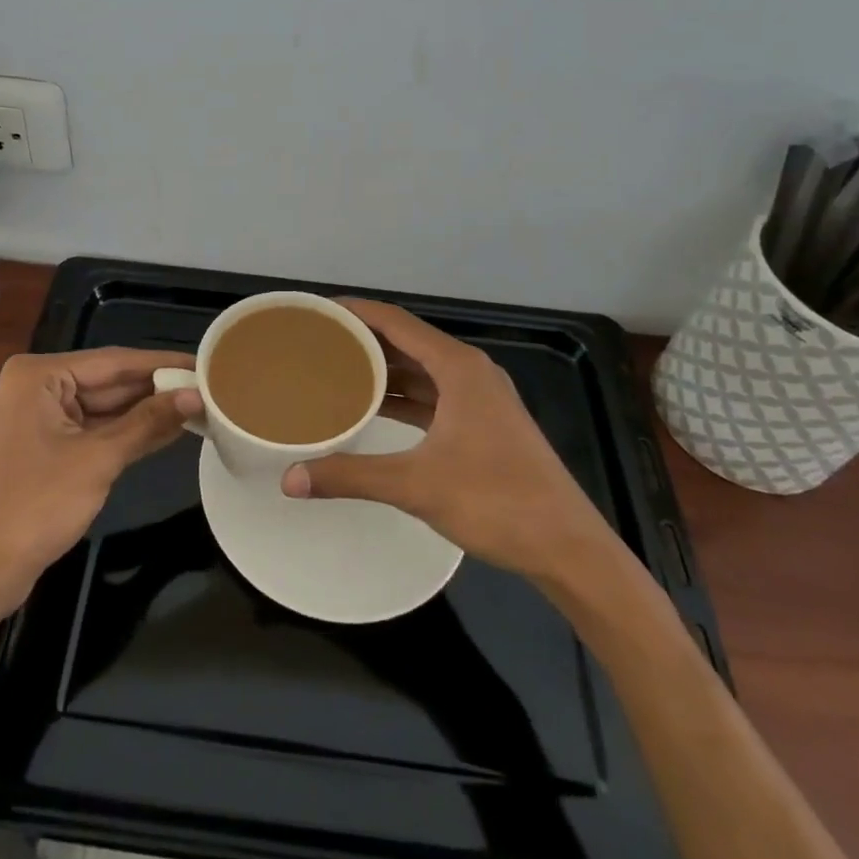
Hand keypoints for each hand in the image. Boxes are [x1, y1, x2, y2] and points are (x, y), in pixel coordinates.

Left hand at [0, 348, 199, 611]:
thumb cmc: (35, 506)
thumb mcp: (98, 460)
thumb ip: (148, 423)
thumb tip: (196, 395)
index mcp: (39, 375)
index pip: (114, 361)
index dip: (163, 363)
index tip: (205, 362)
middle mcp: (38, 386)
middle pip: (110, 381)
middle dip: (157, 389)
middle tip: (210, 387)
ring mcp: (41, 416)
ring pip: (106, 406)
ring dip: (147, 411)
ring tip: (200, 405)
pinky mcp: (48, 444)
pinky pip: (96, 428)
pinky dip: (128, 432)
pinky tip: (168, 429)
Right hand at [281, 300, 625, 584]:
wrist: (568, 548)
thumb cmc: (496, 502)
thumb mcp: (416, 485)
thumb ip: (351, 476)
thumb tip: (289, 480)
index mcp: (458, 368)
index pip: (396, 322)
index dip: (356, 311)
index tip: (318, 310)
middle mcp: (470, 372)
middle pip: (407, 341)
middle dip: (364, 339)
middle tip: (318, 341)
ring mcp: (481, 398)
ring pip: (421, 370)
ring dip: (383, 369)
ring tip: (335, 369)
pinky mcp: (484, 423)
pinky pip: (433, 395)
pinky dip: (403, 395)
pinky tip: (374, 407)